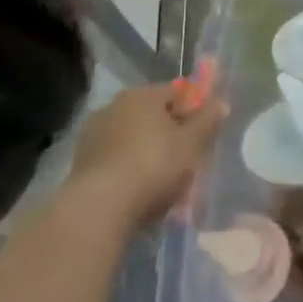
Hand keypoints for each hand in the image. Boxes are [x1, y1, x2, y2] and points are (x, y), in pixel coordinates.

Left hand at [66, 84, 226, 228]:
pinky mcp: (81, 165)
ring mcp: (93, 136)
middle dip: (171, 135)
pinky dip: (131, 171)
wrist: (99, 209)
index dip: (194, 110)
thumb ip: (207, 120)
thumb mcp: (191, 143)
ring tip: (165, 183)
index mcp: (141, 95)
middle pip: (154, 116)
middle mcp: (114, 107)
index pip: (176, 92)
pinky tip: (141, 193)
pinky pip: (117, 161)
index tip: (204, 133)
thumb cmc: (152, 166)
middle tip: (187, 160)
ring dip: (150, 154)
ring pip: (134, 140)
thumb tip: (221, 102)